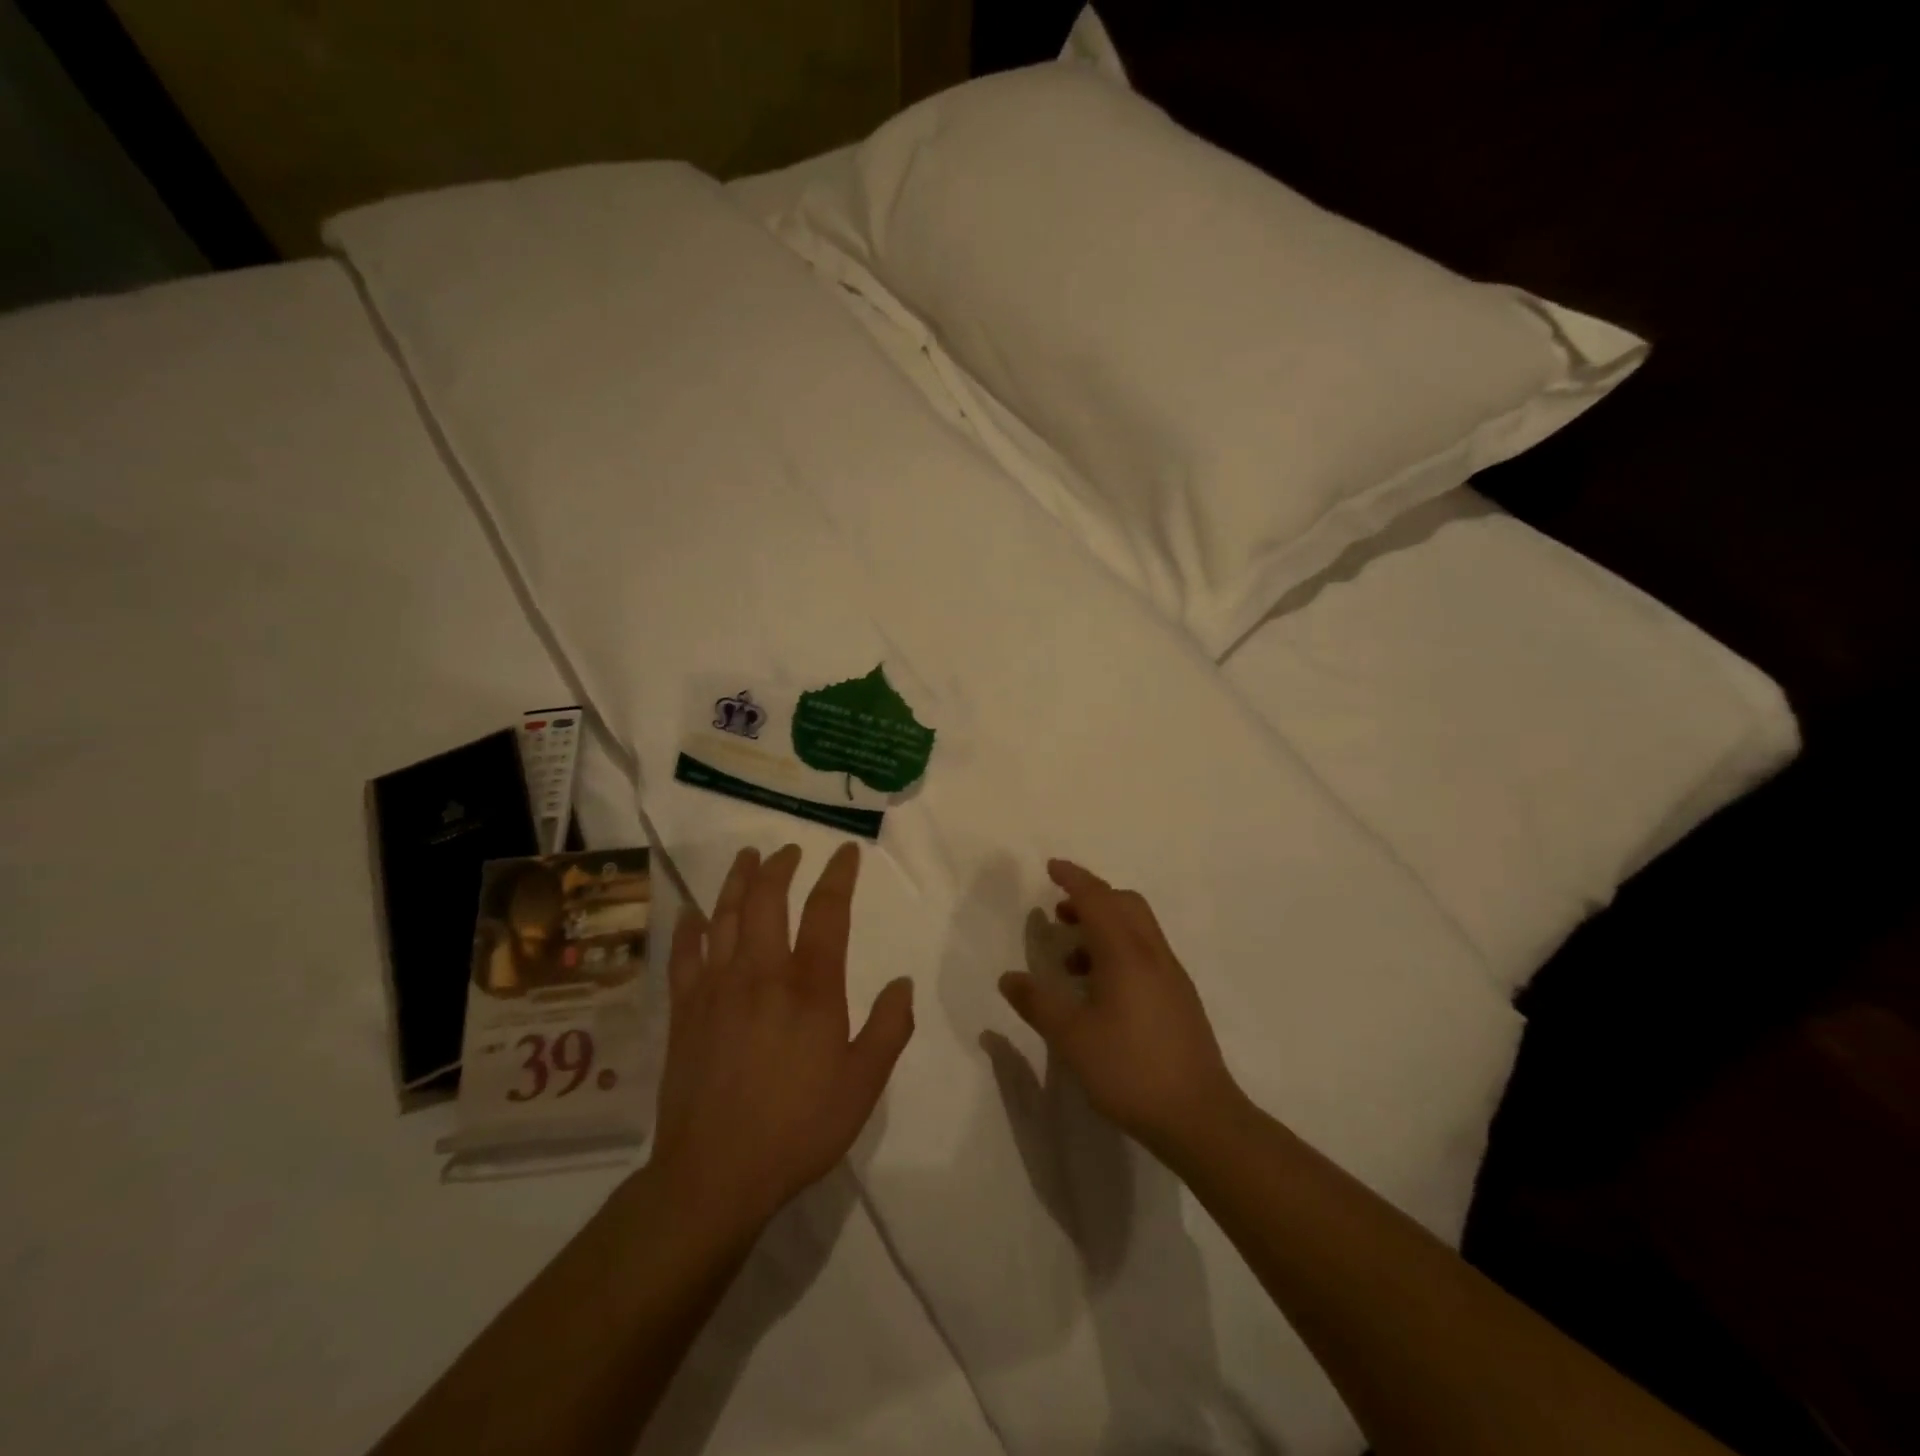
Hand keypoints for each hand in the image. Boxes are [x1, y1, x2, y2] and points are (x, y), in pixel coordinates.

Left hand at [650, 843, 914, 1237]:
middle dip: (780, 868)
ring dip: (736, 882)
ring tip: (746, 858)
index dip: (838, 876)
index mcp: (810, 987)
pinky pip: (684, 957)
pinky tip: (691, 914)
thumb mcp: (863, 1084)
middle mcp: (761, 973)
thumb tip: (902, 982)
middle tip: (789, 851)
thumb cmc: (798, 1127)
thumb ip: (889, 1028)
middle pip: (766, 901)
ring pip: (723, 918)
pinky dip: (688, 930)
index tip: (845, 853)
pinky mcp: (684, 1012)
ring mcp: (716, 989)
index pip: (826, 912)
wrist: (715, 1175)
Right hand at [998, 860, 1242, 1155]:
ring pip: (1138, 929)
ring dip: (1105, 927)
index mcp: (1126, 953)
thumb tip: (1009, 978)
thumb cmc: (1129, 1070)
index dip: (1073, 878)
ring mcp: (1171, 976)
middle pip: (1125, 904)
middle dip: (1091, 898)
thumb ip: (1038, 1004)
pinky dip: (1119, 950)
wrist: (1199, 1116)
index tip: (1051, 867)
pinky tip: (1100, 990)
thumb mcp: (1071, 1038)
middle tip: (1060, 913)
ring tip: (1072, 959)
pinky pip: (1146, 953)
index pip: (1098, 898)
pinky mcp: (1180, 998)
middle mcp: (1152, 954)